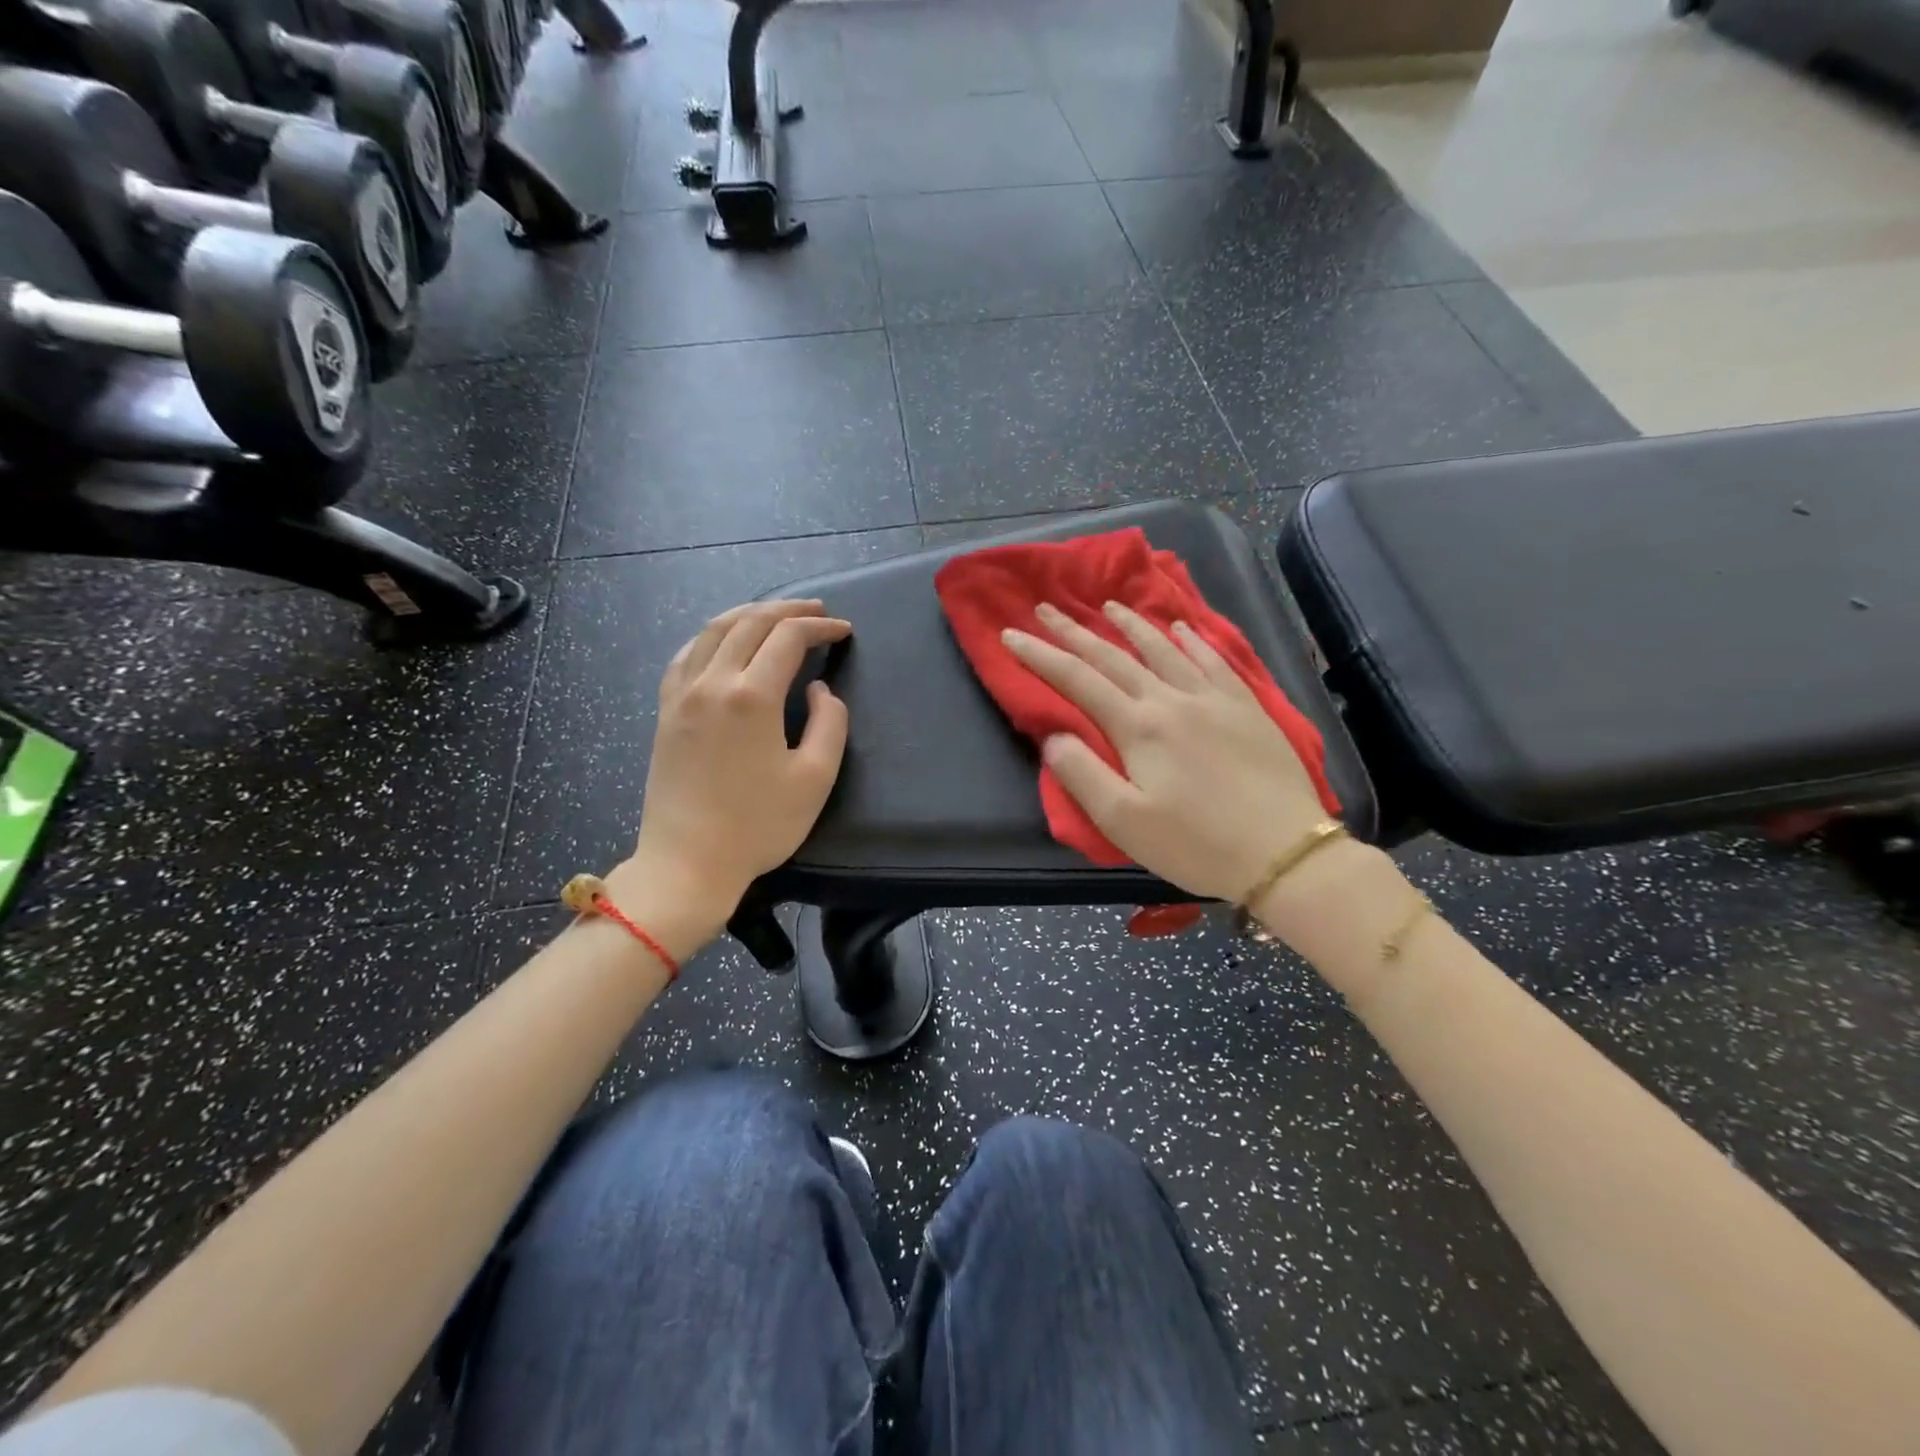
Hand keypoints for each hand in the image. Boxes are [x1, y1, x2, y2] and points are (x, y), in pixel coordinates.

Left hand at [626, 600, 851, 933]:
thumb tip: (819, 689)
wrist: (688, 862)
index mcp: (751, 696)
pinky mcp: (665, 711)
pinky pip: (685, 654)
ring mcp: (682, 694)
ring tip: (775, 616)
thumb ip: (830, 724)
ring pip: (712, 630)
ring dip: (748, 614)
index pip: (788, 638)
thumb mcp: (815, 778)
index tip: (843, 631)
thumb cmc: (758, 825)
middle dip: (787, 610)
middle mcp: (712, 682)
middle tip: (817, 612)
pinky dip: (711, 637)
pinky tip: (723, 643)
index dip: (820, 627)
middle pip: (749, 622)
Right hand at [1003, 600, 1329, 901]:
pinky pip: (1213, 660)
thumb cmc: (1196, 844)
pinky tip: (1182, 628)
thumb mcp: (1123, 823)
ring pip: (1164, 649)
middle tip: (1047, 608)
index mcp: (1138, 727)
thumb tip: (1054, 735)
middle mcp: (1172, 700)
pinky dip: (1192, 639)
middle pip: (1114, 657)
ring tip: (1109, 604)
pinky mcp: (1246, 707)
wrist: (1284, 851)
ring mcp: (1213, 699)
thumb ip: (1082, 775)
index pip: (1077, 680)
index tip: (1010, 634)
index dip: (1040, 655)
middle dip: (1075, 631)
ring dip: (1131, 625)